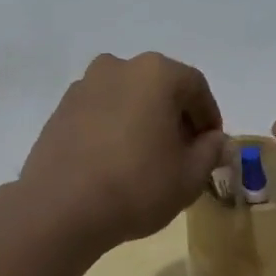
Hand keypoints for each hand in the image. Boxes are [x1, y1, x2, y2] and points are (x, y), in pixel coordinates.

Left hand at [19, 52, 226, 252]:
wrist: (60, 208)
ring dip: (143, 119)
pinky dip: (114, 127)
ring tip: (147, 158)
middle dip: (175, 116)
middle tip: (183, 153)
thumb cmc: (136, 186)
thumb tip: (215, 140)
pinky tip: (115, 160)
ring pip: (127, 97)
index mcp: (155, 73)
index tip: (211, 147)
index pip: (195, 87)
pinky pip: (100, 111)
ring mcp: (84, 85)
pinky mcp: (60, 108)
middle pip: (159, 87)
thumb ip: (210, 151)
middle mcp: (118, 67)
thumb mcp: (189, 176)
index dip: (209, 117)